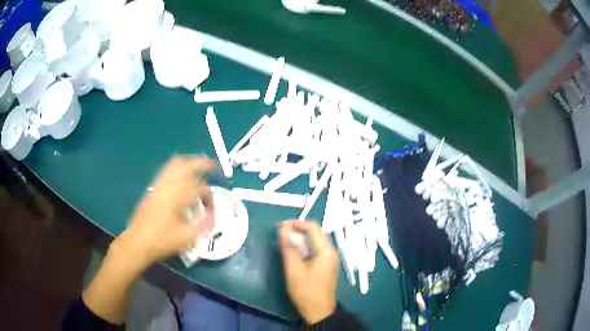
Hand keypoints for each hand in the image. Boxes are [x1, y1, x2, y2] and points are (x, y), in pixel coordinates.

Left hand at [118, 155, 215, 267]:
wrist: (138, 242)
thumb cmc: (163, 240)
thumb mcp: (187, 237)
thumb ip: (203, 225)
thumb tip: (213, 217)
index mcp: (179, 196)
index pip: (200, 188)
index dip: (209, 197)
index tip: (211, 210)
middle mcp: (169, 185)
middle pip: (186, 163)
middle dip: (201, 163)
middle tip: (211, 168)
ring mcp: (159, 185)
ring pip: (175, 164)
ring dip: (189, 165)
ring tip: (197, 171)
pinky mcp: (152, 189)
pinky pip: (167, 171)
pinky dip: (178, 170)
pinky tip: (181, 182)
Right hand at [279, 220, 338, 323]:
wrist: (319, 310)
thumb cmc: (305, 291)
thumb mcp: (293, 269)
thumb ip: (288, 247)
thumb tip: (283, 228)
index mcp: (325, 251)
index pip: (313, 228)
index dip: (297, 223)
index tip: (281, 225)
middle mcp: (331, 251)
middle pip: (317, 232)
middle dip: (299, 229)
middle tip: (283, 232)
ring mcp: (331, 258)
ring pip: (317, 240)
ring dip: (302, 238)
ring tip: (286, 241)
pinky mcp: (327, 264)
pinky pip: (317, 248)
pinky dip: (306, 246)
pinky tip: (295, 251)